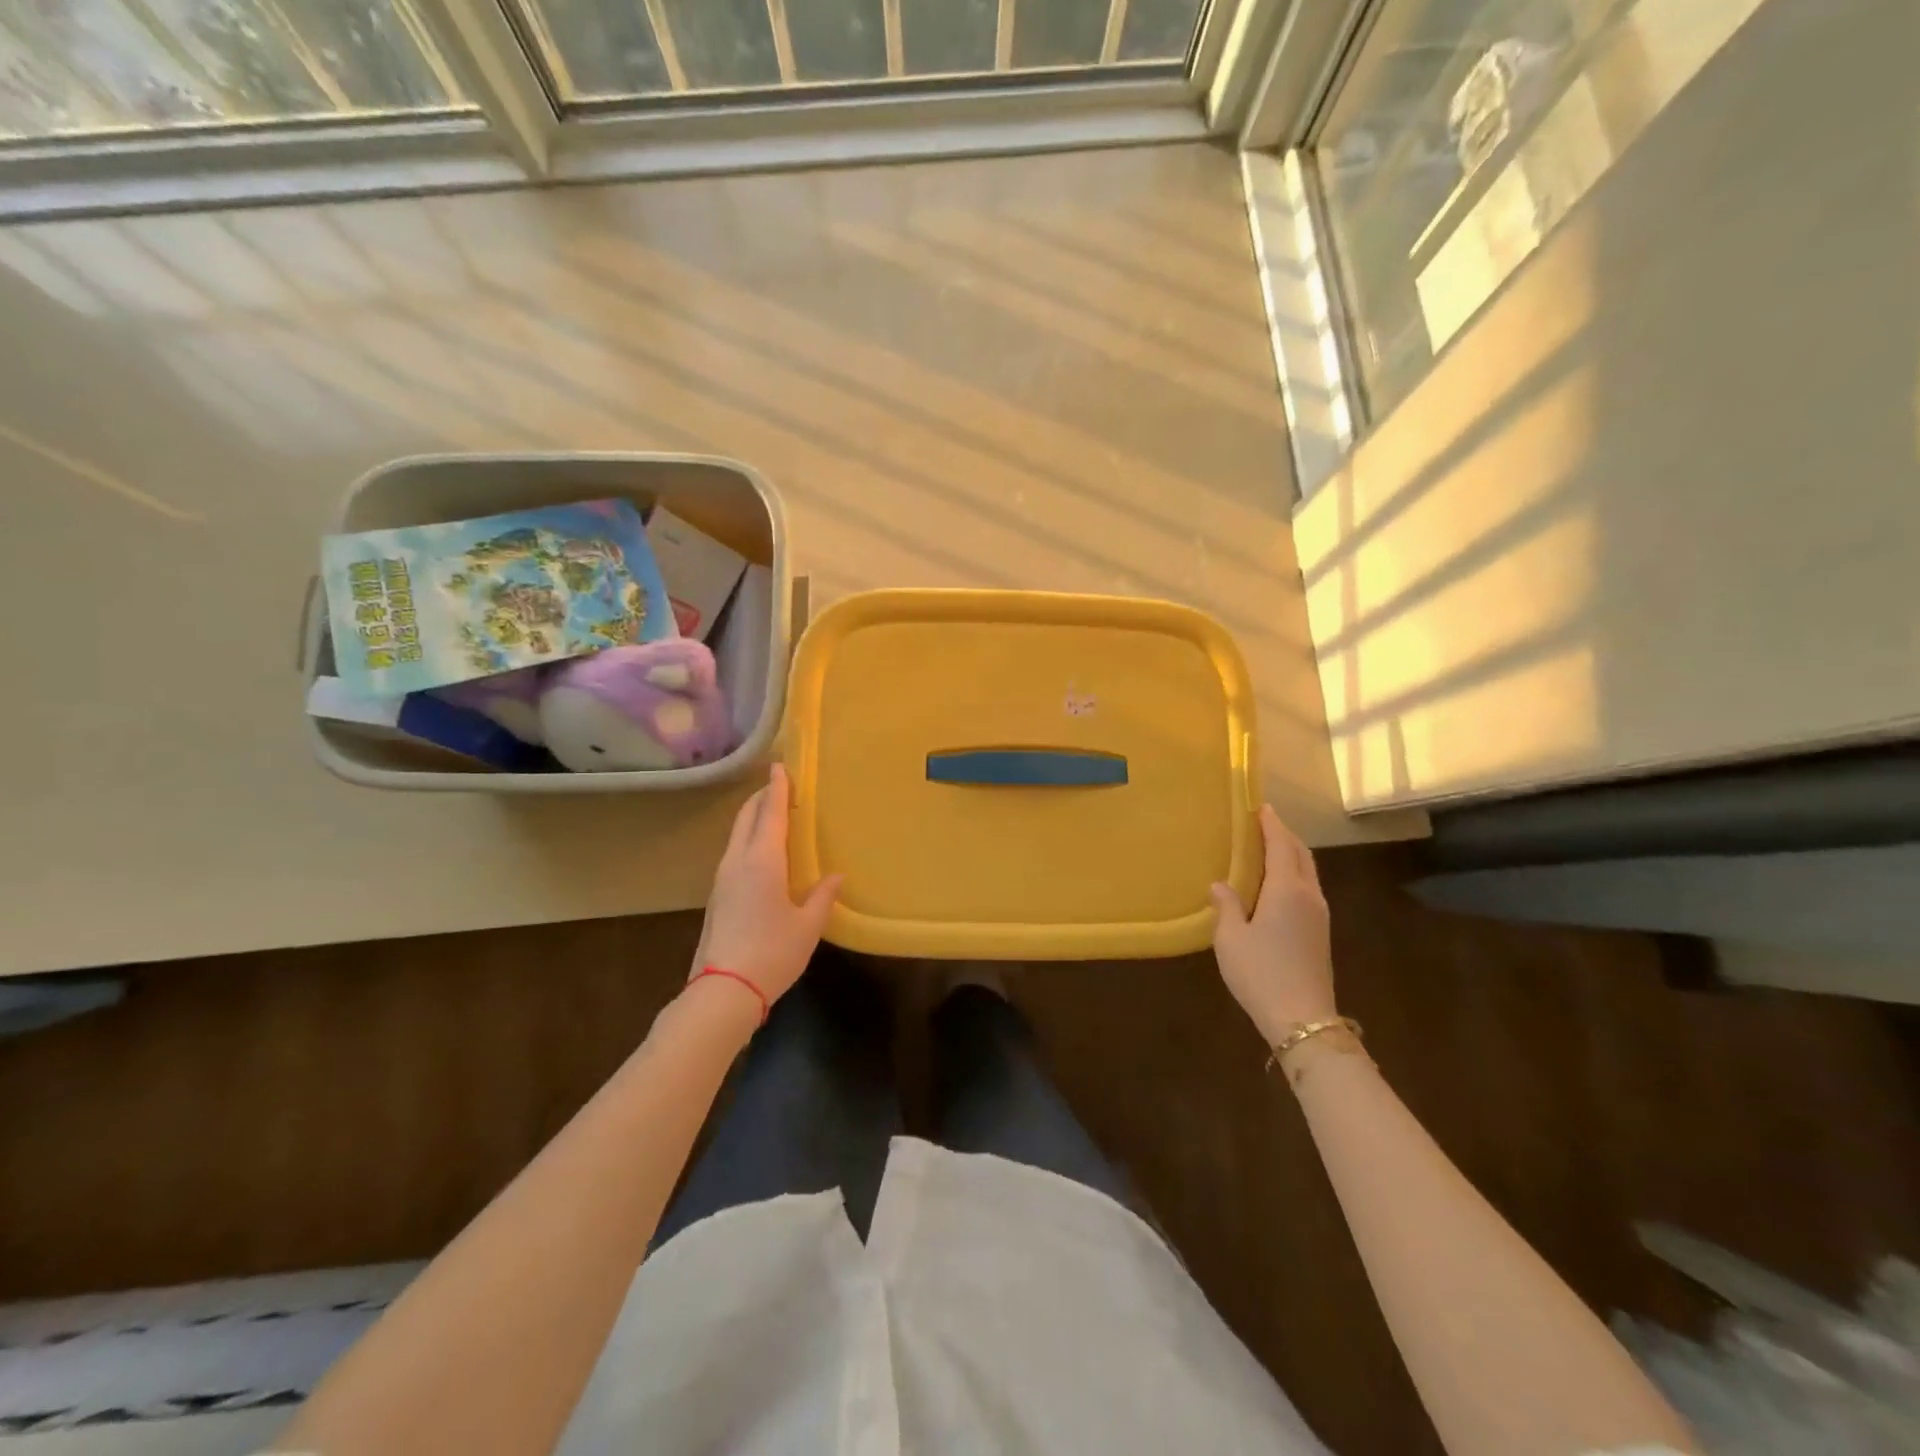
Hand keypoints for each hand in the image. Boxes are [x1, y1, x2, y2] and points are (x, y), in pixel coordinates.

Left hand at [693, 763, 842, 1005]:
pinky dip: (748, 840)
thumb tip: (836, 876)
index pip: (770, 813)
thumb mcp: (808, 926)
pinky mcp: (717, 896)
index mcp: (762, 861)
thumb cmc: (772, 953)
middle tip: (780, 787)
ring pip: (736, 835)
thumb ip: (823, 896)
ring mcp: (722, 879)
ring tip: (773, 815)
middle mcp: (737, 862)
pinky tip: (762, 853)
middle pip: (746, 818)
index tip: (781, 766)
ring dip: (753, 819)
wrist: (723, 992)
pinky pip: (734, 853)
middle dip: (762, 798)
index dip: (777, 788)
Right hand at [1210, 804, 1335, 1045]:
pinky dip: (1293, 873)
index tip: (1260, 807)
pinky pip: (1307, 887)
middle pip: (1300, 854)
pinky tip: (1277, 883)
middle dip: (1283, 835)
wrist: (1302, 1018)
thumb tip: (1220, 884)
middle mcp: (1308, 895)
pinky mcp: (1320, 931)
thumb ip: (1226, 905)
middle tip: (1262, 823)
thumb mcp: (1230, 938)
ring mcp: (1319, 914)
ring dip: (1290, 854)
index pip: (1281, 845)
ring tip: (1268, 848)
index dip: (1271, 824)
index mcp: (1286, 889)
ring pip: (1307, 871)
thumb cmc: (1261, 972)